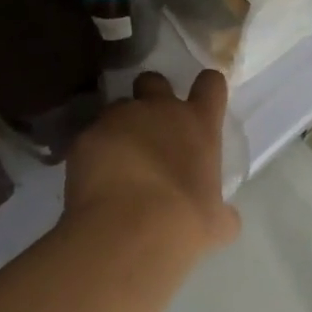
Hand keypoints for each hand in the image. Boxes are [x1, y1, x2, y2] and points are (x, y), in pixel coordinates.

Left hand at [62, 70, 239, 256]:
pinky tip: (93, 182)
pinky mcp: (86, 136)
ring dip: (119, 127)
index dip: (207, 89)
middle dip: (151, 96)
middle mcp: (160, 110)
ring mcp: (119, 118)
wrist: (128, 231)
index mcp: (199, 123)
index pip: (211, 83)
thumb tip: (225, 218)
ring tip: (116, 162)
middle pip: (154, 80)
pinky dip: (92, 154)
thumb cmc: (184, 223)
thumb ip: (222, 212)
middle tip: (150, 128)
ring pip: (118, 107)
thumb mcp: (216, 222)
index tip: (202, 102)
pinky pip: (90, 137)